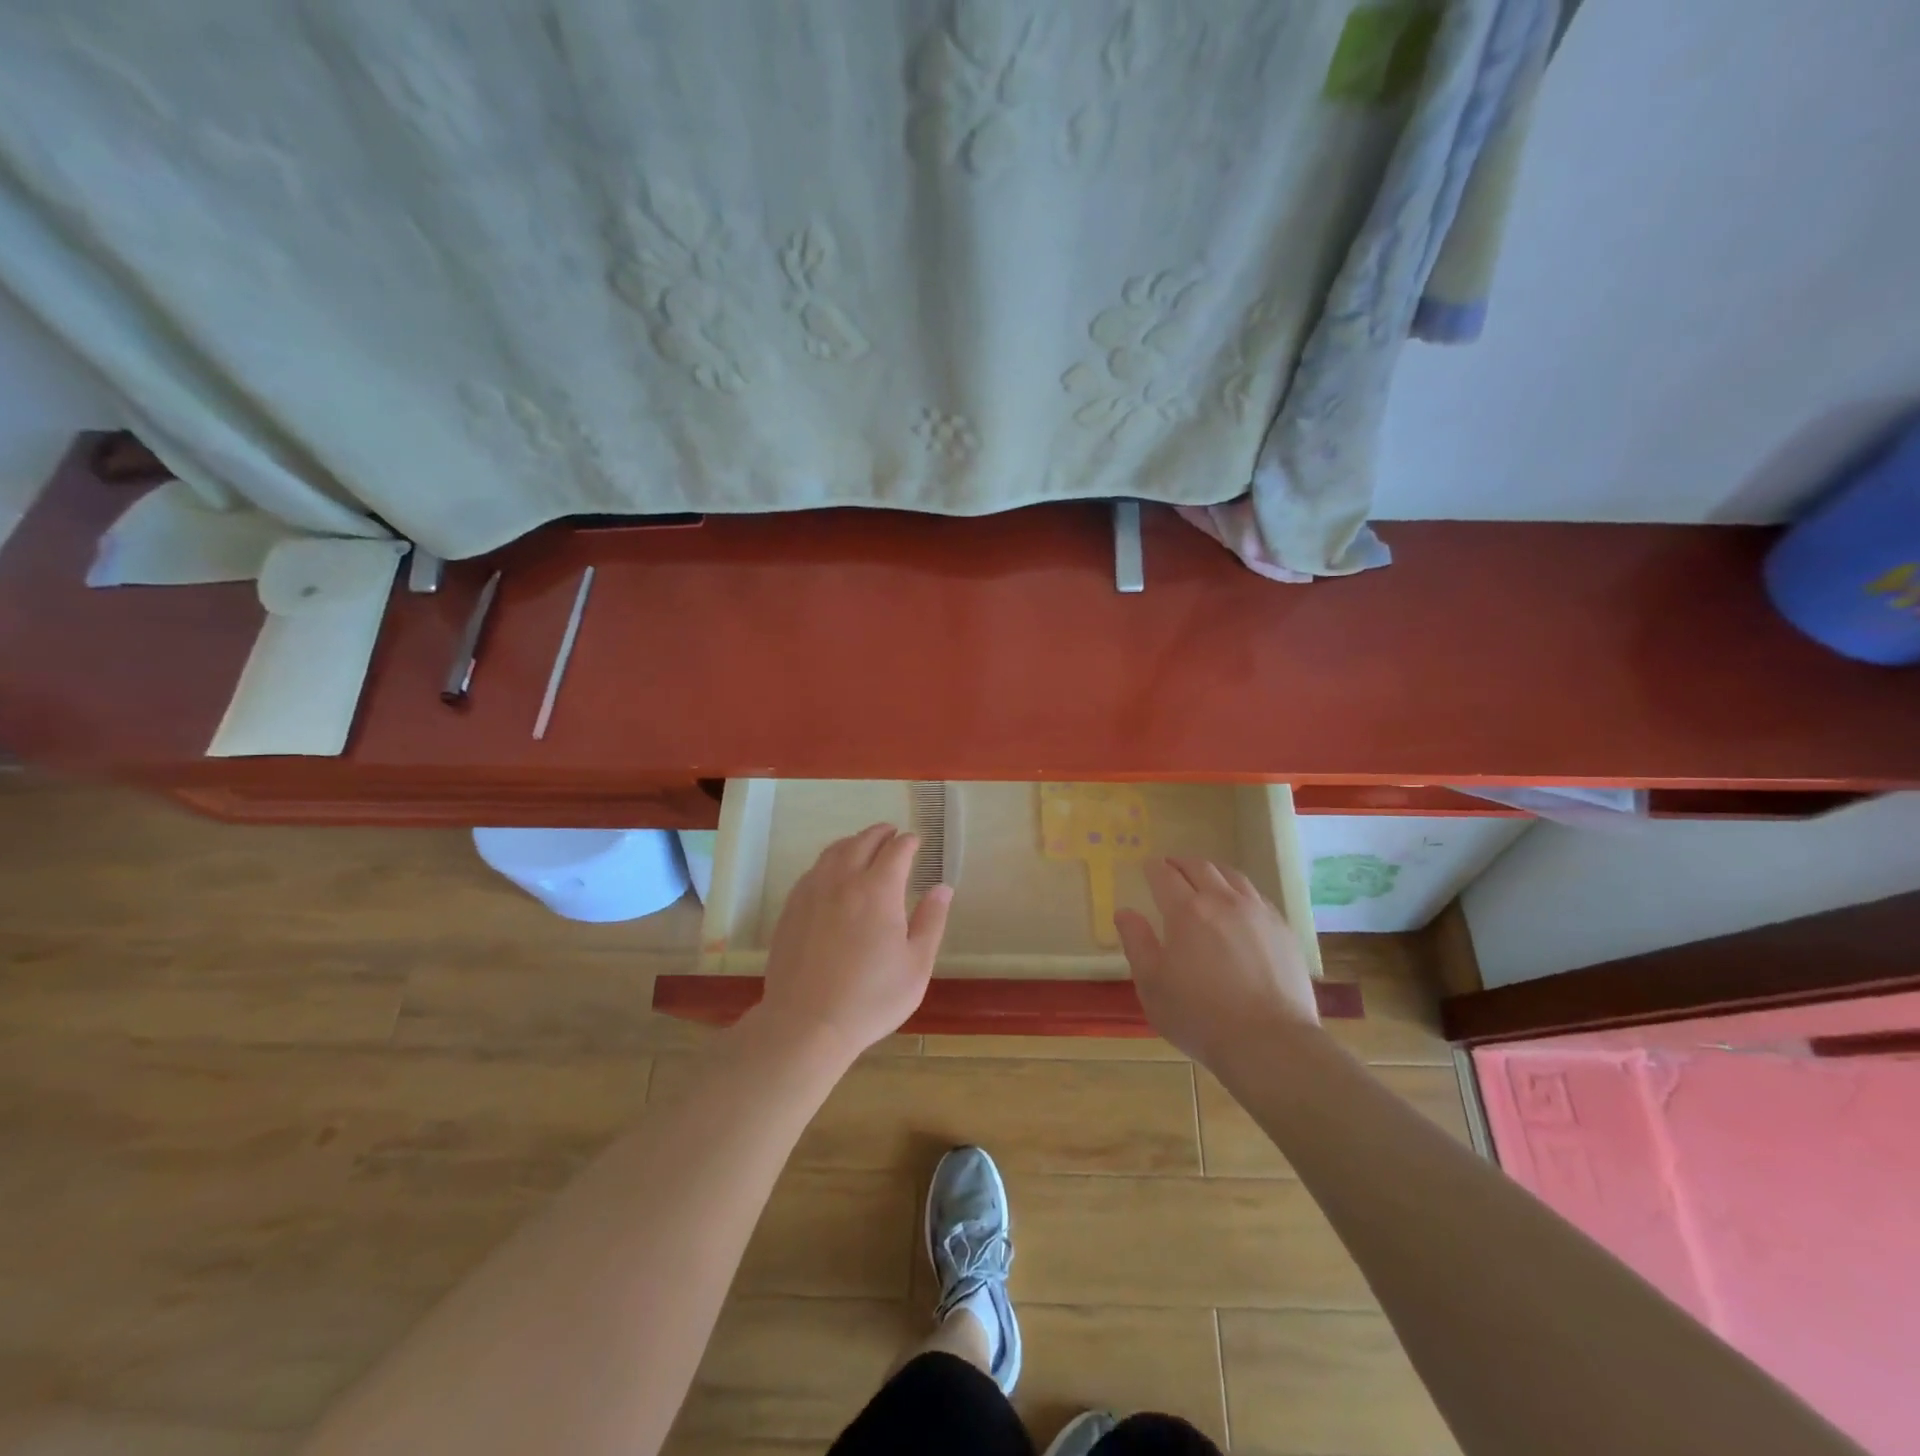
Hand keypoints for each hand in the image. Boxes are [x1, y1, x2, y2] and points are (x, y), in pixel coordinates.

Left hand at [757, 824, 951, 1060]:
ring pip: (834, 851)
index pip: (896, 850)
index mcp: (878, 890)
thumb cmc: (871, 999)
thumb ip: (931, 921)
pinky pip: (813, 870)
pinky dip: (829, 861)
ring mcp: (812, 892)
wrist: (806, 1024)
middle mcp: (843, 880)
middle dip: (881, 833)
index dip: (908, 842)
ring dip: (853, 842)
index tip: (915, 842)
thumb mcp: (916, 966)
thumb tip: (942, 888)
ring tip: (863, 845)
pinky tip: (832, 874)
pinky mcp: (792, 908)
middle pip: (862, 841)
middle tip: (892, 833)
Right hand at [1114, 857, 1318, 1065]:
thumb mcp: (1152, 985)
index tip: (1147, 866)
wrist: (1270, 1043)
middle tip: (1171, 867)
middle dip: (1181, 863)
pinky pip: (1257, 896)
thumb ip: (1137, 943)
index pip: (1165, 876)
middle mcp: (1223, 901)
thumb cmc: (1200, 1017)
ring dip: (1212, 871)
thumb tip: (1125, 912)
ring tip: (1204, 878)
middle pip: (1200, 867)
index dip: (1153, 868)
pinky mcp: (1283, 929)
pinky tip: (1238, 906)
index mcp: (1186, 911)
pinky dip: (1239, 891)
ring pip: (1232, 876)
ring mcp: (1258, 912)